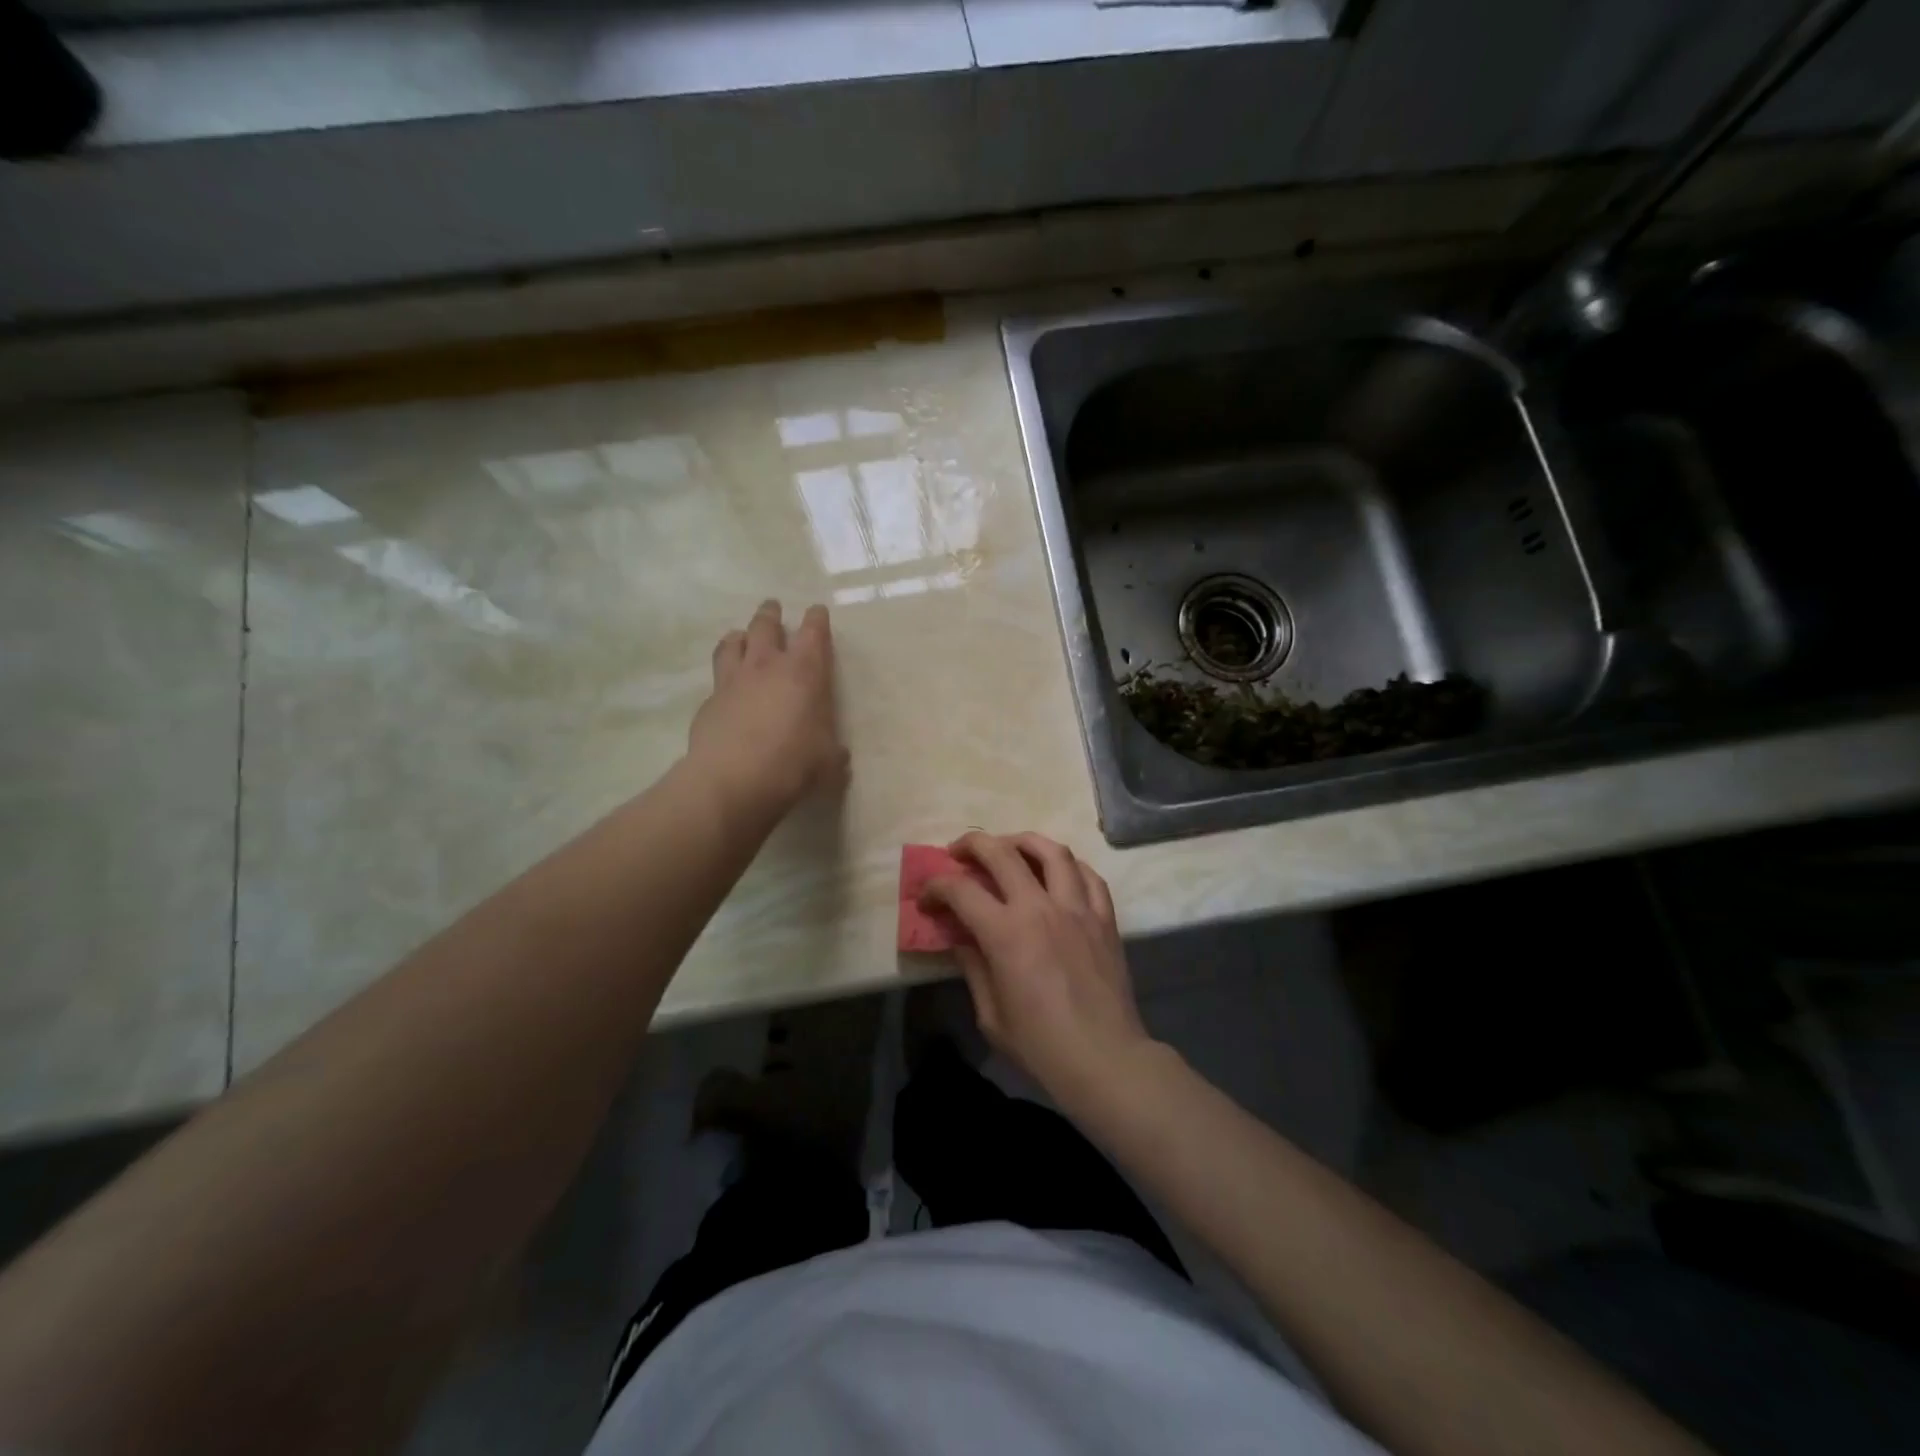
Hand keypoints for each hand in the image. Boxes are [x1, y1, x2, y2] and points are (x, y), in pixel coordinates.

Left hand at [687, 600, 848, 821]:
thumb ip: (834, 754)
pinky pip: (717, 678)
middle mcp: (766, 667)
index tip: (817, 611)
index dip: (817, 619)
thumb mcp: (829, 763)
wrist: (732, 781)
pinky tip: (726, 689)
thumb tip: (838, 756)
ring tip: (742, 636)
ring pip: (733, 643)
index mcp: (804, 673)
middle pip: (765, 625)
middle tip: (773, 607)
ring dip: (741, 636)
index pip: (813, 633)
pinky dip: (724, 676)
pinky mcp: (709, 703)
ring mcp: (732, 681)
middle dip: (771, 614)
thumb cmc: (792, 764)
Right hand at [920, 831, 1156, 1111]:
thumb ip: (973, 965)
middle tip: (957, 851)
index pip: (961, 890)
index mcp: (1006, 933)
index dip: (936, 887)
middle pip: (1001, 852)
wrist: (1105, 1060)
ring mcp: (1078, 908)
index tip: (926, 898)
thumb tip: (960, 936)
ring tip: (1009, 848)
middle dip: (972, 844)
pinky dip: (1068, 865)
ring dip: (1023, 841)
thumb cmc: (1041, 1046)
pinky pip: (1088, 874)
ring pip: (1051, 851)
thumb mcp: (991, 1014)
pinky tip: (1057, 872)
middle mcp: (1041, 907)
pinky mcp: (1105, 918)